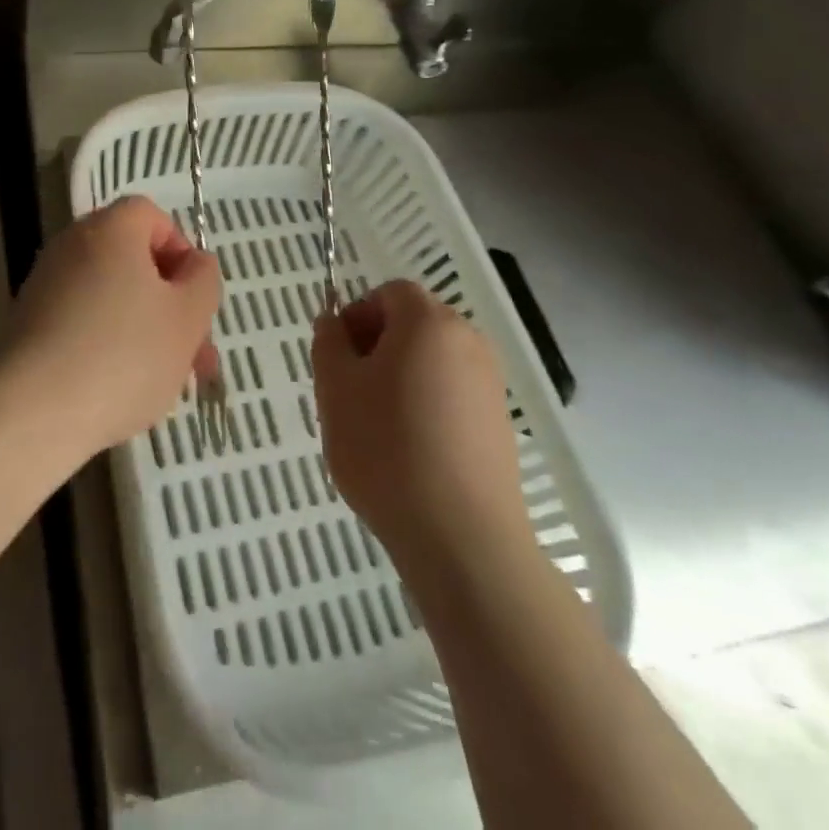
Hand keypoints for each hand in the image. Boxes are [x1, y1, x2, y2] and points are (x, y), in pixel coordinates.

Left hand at [4, 197, 221, 461]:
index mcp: (110, 229)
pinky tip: (121, 389)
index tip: (194, 297)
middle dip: (170, 303)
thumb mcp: (187, 317)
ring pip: (111, 296)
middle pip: (132, 260)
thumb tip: (194, 264)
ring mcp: (45, 284)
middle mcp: (72, 244)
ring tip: (166, 382)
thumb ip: (203, 280)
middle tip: (195, 354)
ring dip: (144, 328)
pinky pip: (82, 321)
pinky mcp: (29, 323)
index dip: (181, 251)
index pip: (151, 216)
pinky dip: (107, 344)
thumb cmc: (124, 355)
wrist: (34, 411)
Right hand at [312, 280, 531, 574]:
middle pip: (414, 323)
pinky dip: (426, 404)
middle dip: (376, 345)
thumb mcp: (335, 388)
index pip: (390, 293)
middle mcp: (468, 342)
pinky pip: (452, 393)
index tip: (337, 356)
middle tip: (349, 389)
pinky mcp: (500, 424)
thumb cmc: (386, 448)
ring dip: (399, 376)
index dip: (357, 314)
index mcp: (429, 322)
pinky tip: (408, 449)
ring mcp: (490, 384)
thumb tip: (333, 322)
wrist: (461, 537)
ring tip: (375, 424)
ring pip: (432, 360)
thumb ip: (329, 342)